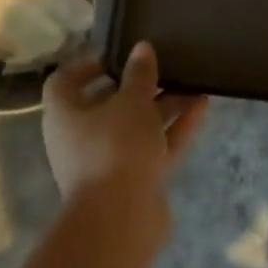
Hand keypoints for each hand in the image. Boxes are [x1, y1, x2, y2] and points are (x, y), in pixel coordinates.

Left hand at [42, 44, 207, 210]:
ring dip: (163, 105)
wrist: (121, 219)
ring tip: (194, 82)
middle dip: (138, 85)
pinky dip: (175, 127)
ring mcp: (109, 161)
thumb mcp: (131, 102)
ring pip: (137, 126)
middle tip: (164, 66)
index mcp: (64, 114)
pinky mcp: (135, 179)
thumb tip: (142, 48)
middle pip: (108, 104)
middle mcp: (81, 137)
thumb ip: (139, 74)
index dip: (88, 65)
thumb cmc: (115, 147)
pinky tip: (202, 106)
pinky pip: (154, 146)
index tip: (118, 55)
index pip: (65, 82)